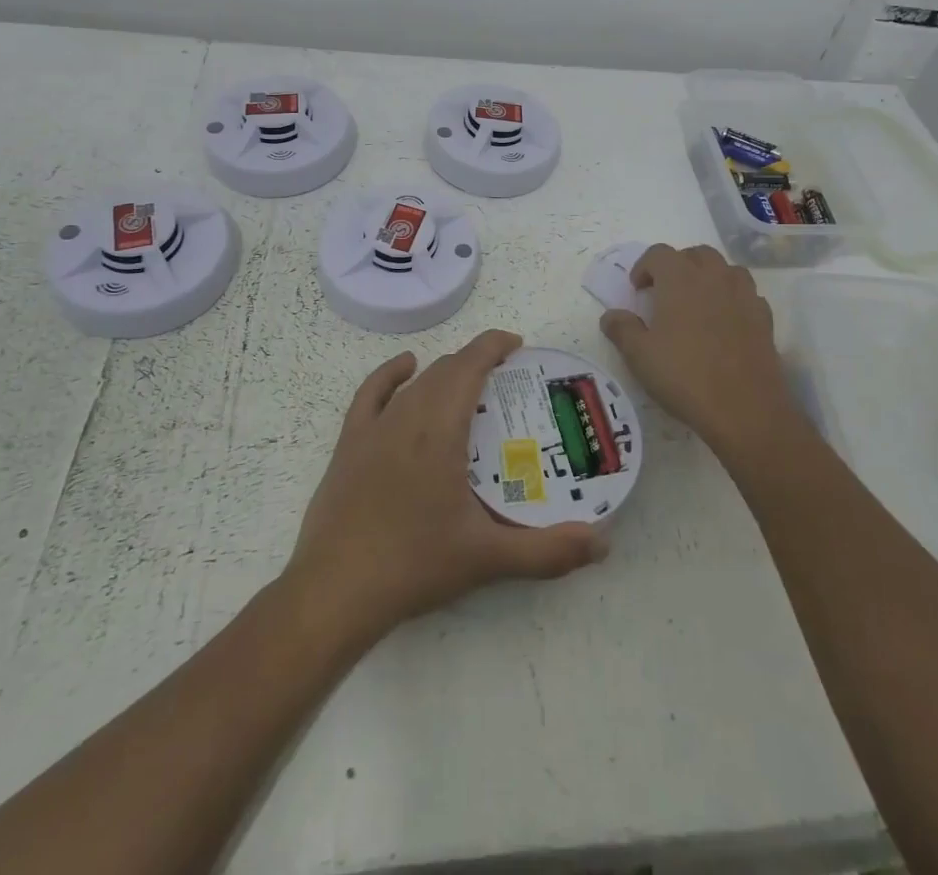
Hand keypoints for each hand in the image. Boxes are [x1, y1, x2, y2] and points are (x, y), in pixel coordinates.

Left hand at [286, 329, 604, 643]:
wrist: (334, 592)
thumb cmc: (414, 565)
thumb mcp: (488, 559)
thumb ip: (549, 552)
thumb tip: (603, 543)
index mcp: (440, 430)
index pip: (470, 365)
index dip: (493, 345)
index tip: (517, 345)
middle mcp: (407, 416)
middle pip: (446, 370)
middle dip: (476, 361)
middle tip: (505, 379)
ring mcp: (373, 428)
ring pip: (415, 381)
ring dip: (444, 372)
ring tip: (468, 383)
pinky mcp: (348, 444)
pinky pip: (371, 393)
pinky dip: (391, 374)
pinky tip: (405, 369)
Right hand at [599, 244, 793, 456]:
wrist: (744, 408)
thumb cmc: (684, 376)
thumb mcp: (639, 355)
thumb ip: (622, 329)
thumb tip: (611, 315)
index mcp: (679, 277)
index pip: (658, 253)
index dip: (644, 267)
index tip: (637, 290)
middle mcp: (713, 276)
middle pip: (695, 254)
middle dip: (677, 266)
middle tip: (665, 293)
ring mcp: (743, 294)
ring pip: (725, 269)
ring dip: (708, 277)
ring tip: (697, 303)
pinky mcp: (764, 317)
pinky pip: (746, 294)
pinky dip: (732, 299)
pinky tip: (725, 322)